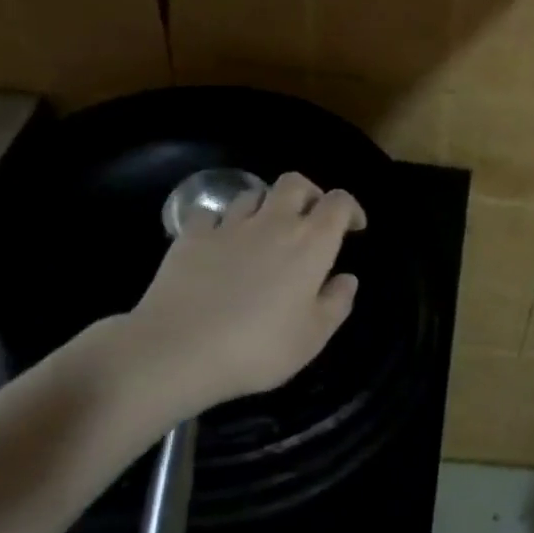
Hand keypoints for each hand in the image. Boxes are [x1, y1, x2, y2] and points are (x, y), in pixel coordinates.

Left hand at [121, 171, 364, 417]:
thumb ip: (337, 302)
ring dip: (266, 206)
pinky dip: (221, 222)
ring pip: (253, 194)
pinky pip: (211, 214)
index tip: (354, 228)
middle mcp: (273, 223)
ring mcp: (228, 226)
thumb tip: (347, 278)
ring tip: (265, 233)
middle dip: (310, 194)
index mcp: (310, 244)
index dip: (351, 209)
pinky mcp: (191, 236)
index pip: (339, 203)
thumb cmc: (260, 347)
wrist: (179, 349)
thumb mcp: (314, 336)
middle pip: (295, 183)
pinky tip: (220, 243)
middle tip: (311, 220)